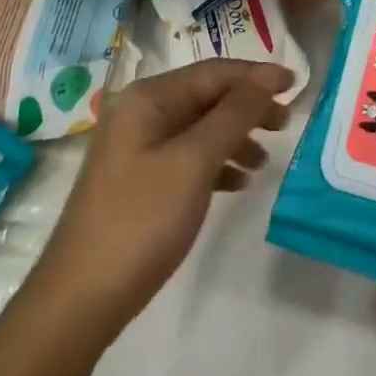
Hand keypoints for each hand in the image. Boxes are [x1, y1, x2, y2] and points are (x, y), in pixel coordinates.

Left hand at [19, 60, 291, 351]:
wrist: (79, 302)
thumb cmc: (141, 221)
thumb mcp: (194, 162)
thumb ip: (234, 115)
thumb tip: (266, 78)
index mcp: (149, 98)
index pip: (214, 72)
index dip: (257, 75)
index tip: (297, 84)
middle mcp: (141, 112)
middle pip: (207, 96)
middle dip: (248, 106)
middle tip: (286, 123)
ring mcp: (137, 147)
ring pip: (200, 127)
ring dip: (235, 136)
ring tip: (265, 159)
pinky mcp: (139, 181)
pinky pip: (188, 156)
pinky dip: (216, 163)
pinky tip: (238, 182)